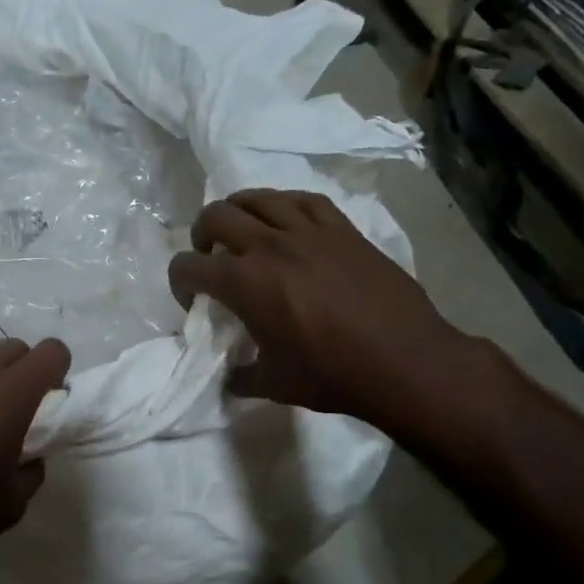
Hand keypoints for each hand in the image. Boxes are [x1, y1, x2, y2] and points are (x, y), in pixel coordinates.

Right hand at [168, 189, 479, 438]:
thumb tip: (229, 377)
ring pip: (258, 198)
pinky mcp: (342, 229)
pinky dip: (283, 205)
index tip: (193, 301)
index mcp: (244, 284)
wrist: (404, 361)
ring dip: (238, 212)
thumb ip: (241, 376)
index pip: (188, 266)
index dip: (179, 282)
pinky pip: (303, 200)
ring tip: (243, 231)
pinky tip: (285, 220)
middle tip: (211, 258)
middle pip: (215, 216)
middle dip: (201, 236)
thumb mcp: (273, 385)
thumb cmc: (332, 375)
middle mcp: (269, 247)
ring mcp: (309, 232)